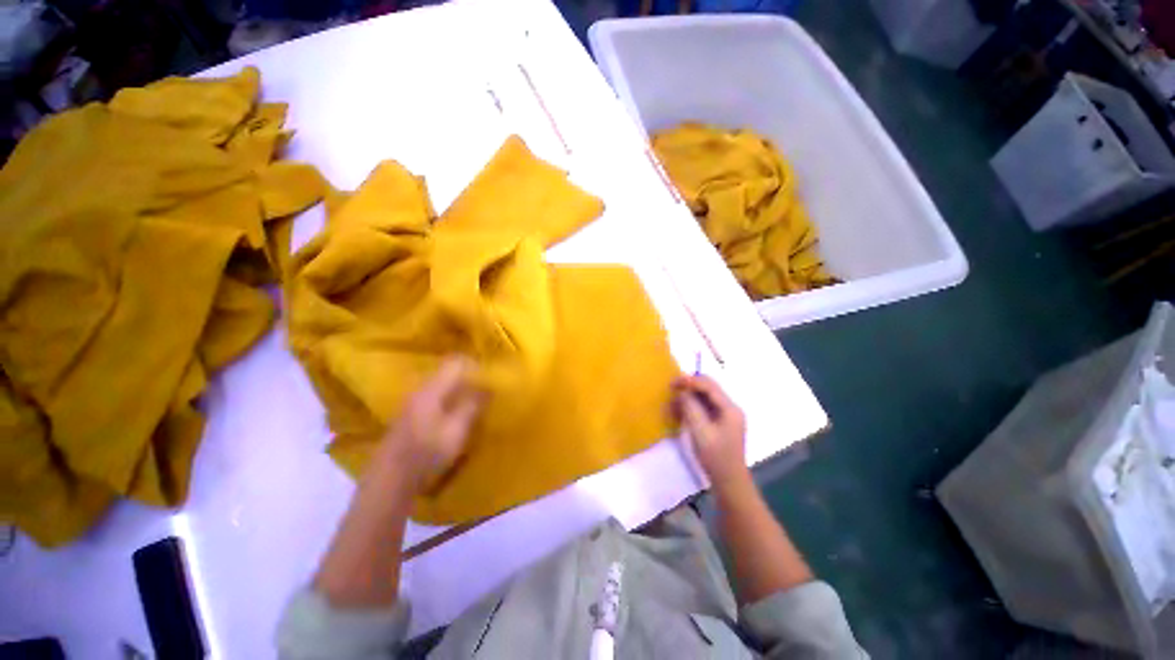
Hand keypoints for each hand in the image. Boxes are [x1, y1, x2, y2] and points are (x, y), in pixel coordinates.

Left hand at [378, 356, 485, 489]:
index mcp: (431, 390)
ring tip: (475, 400)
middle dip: (468, 375)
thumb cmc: (426, 454)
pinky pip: (434, 395)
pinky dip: (449, 398)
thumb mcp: (457, 431)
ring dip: (459, 388)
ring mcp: (411, 402)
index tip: (490, 375)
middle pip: (446, 371)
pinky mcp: (409, 415)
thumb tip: (488, 386)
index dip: (475, 364)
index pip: (455, 363)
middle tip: (486, 387)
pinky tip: (456, 413)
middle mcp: (419, 390)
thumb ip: (473, 406)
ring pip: (440, 384)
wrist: (389, 482)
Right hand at [673, 374, 748, 489]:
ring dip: (688, 398)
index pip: (709, 386)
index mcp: (729, 409)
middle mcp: (729, 408)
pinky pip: (704, 408)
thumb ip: (691, 409)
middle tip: (671, 391)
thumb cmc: (716, 458)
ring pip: (704, 398)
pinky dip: (691, 408)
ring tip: (671, 405)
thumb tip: (683, 392)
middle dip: (688, 388)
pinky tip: (678, 414)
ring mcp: (725, 415)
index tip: (673, 383)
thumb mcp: (701, 432)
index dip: (690, 381)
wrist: (729, 482)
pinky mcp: (719, 423)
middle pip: (707, 389)